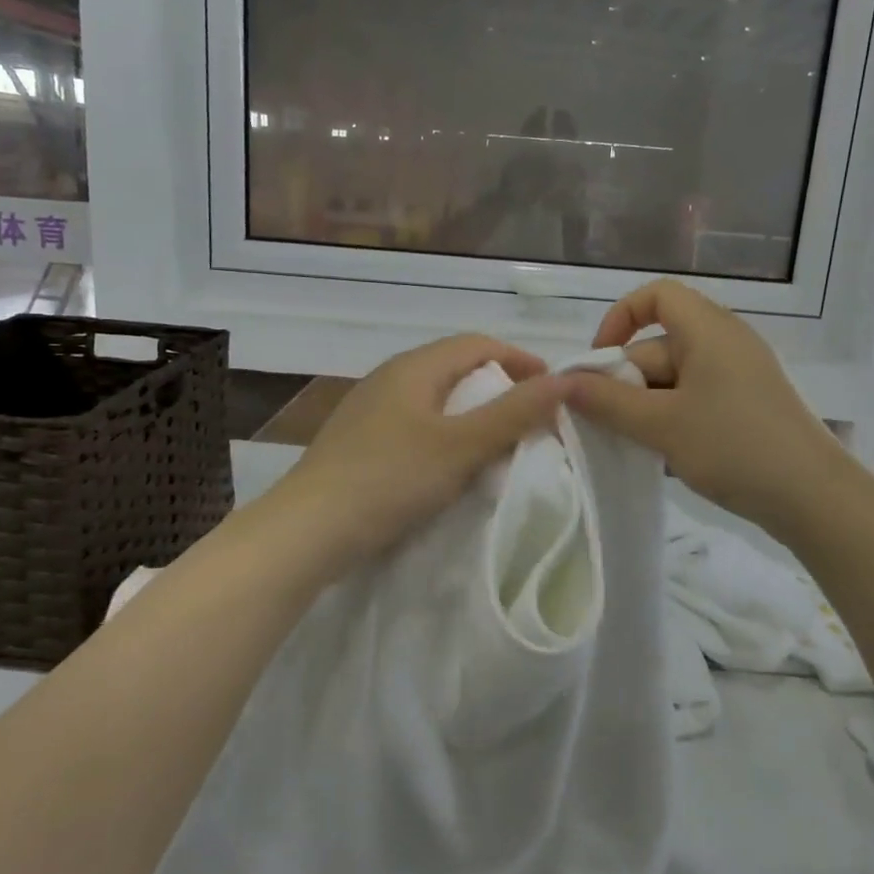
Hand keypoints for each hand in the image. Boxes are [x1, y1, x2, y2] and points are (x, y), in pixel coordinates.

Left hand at [267, 334, 566, 571]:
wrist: (309, 530)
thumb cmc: (390, 478)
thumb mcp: (461, 446)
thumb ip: (513, 413)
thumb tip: (564, 380)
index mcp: (414, 367)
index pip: (478, 344)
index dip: (520, 360)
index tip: (553, 390)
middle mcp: (390, 377)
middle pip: (457, 368)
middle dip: (499, 388)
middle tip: (530, 420)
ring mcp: (371, 409)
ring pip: (436, 399)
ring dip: (473, 415)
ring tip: (499, 444)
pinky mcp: (361, 441)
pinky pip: (417, 424)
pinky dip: (446, 435)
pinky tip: (452, 465)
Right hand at [563, 280, 839, 542]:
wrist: (814, 499)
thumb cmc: (734, 448)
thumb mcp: (661, 425)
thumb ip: (607, 402)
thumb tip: (561, 384)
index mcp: (708, 330)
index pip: (656, 295)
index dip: (620, 318)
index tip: (598, 363)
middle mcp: (724, 342)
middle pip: (658, 346)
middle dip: (627, 383)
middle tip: (609, 427)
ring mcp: (738, 376)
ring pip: (673, 379)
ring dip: (647, 409)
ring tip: (639, 448)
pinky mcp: (746, 405)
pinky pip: (694, 400)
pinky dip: (672, 421)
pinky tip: (666, 457)